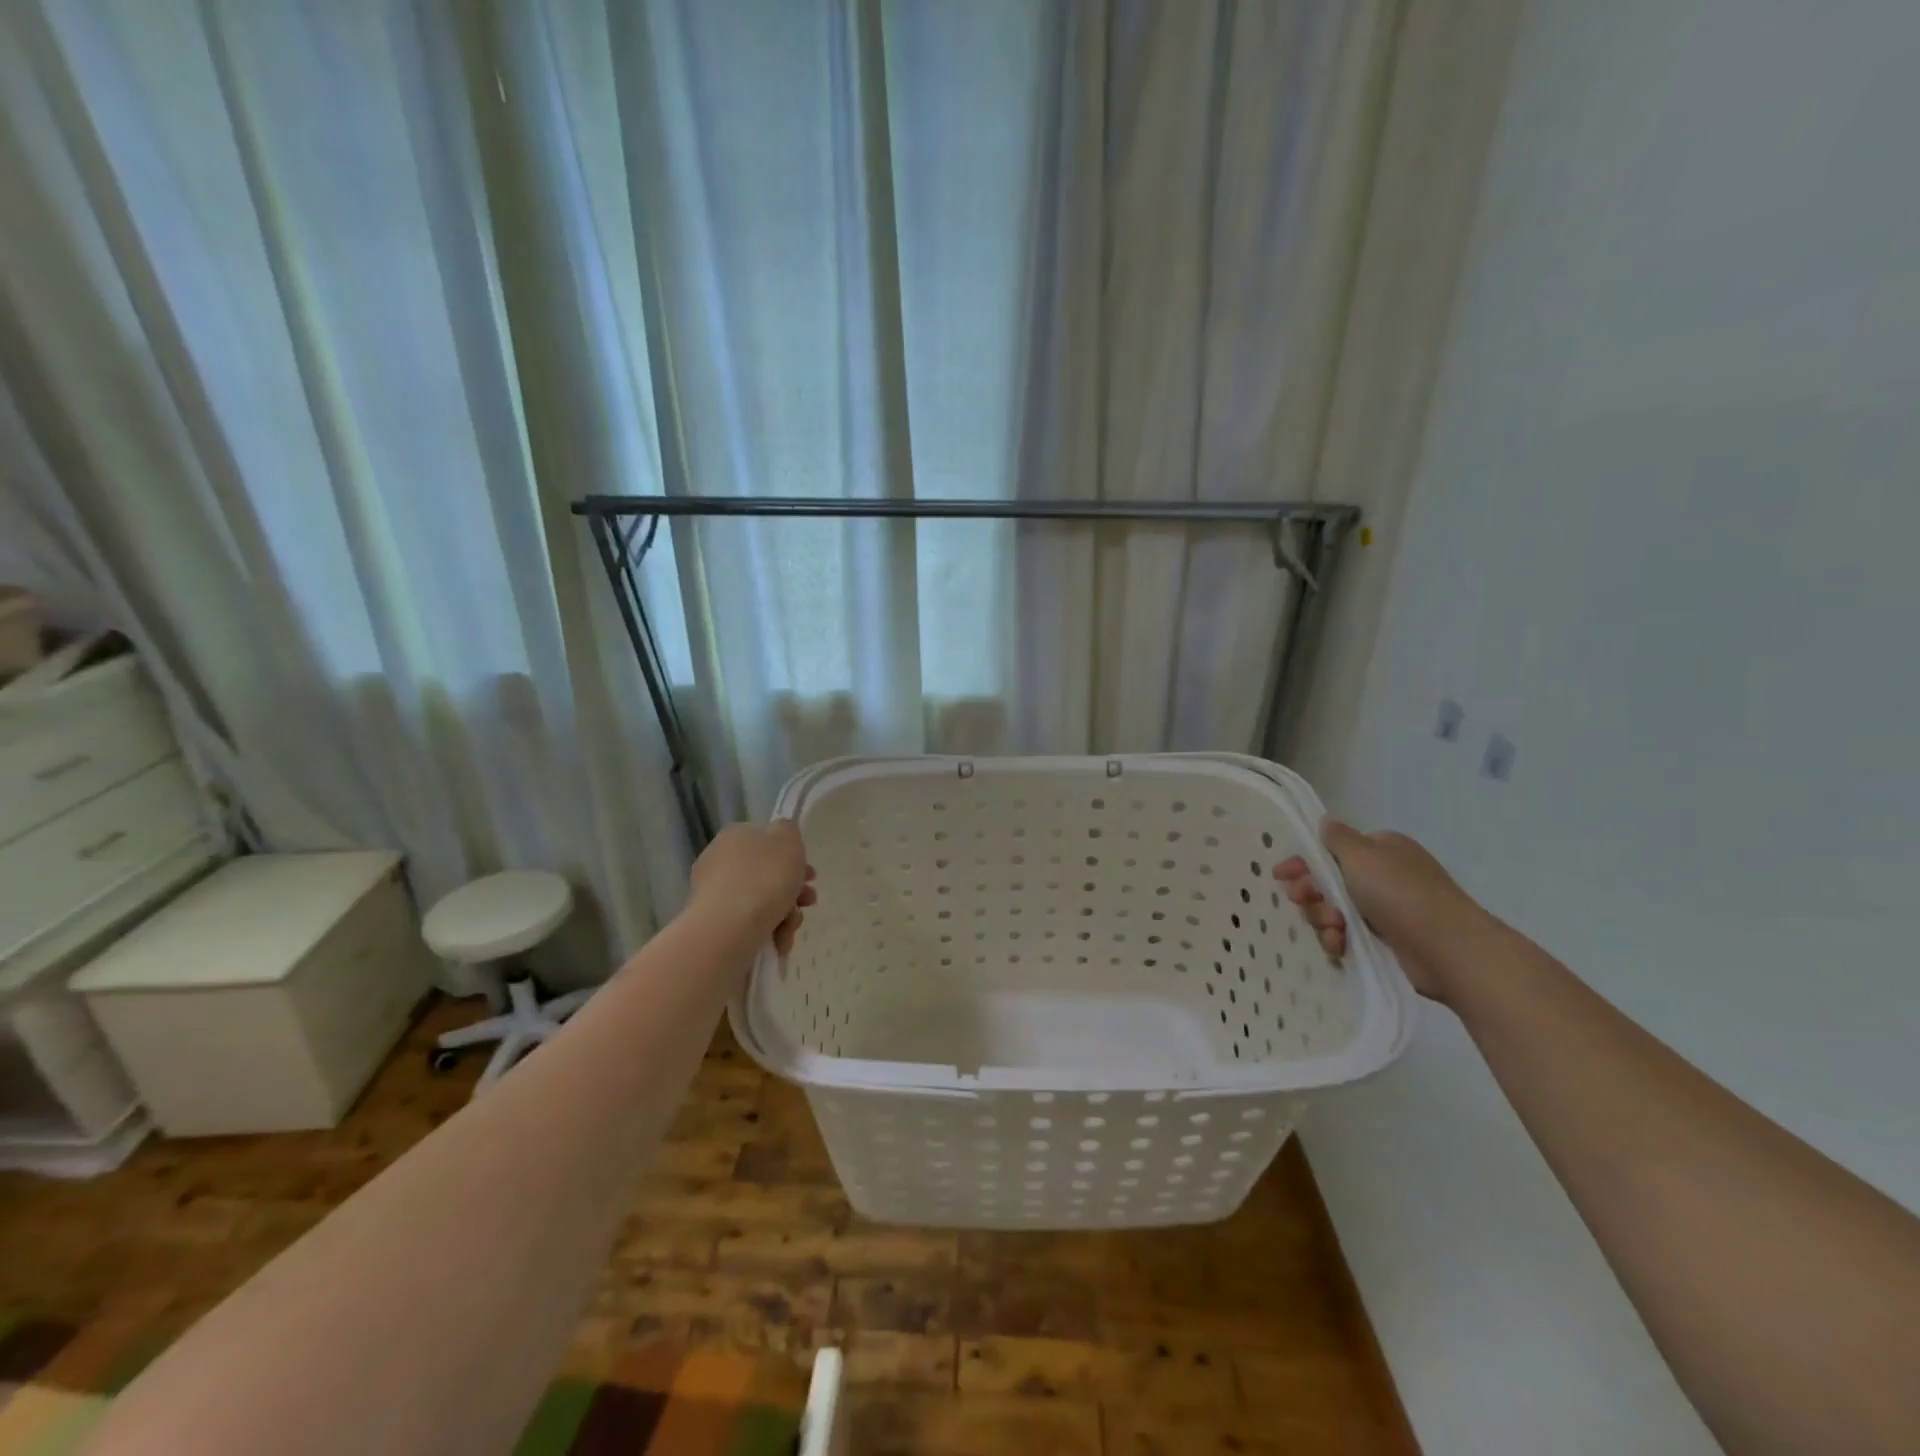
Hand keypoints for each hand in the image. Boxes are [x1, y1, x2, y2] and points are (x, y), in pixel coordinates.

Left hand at [687, 820, 815, 953]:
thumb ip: (788, 830)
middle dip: (793, 890)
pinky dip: (768, 931)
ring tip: (792, 927)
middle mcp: (719, 862)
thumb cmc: (764, 877)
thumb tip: (781, 835)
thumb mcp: (787, 838)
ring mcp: (713, 895)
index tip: (810, 875)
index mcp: (735, 837)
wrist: (730, 928)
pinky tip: (779, 941)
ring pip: (761, 901)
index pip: (767, 842)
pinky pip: (749, 924)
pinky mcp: (713, 925)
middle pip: (766, 874)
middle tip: (808, 901)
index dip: (793, 857)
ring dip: (785, 914)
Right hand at [1273, 820, 1489, 1001]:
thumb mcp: (1362, 855)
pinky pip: (1348, 935)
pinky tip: (1339, 945)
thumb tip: (1326, 821)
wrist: (1448, 949)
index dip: (1304, 861)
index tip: (1282, 875)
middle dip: (1311, 892)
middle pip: (1328, 882)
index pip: (1332, 851)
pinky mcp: (1386, 941)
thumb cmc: (1401, 893)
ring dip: (1323, 918)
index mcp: (1381, 850)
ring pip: (1334, 910)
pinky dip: (1338, 939)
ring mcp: (1386, 909)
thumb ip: (1337, 838)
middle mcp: (1383, 876)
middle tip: (1302, 899)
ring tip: (1333, 927)